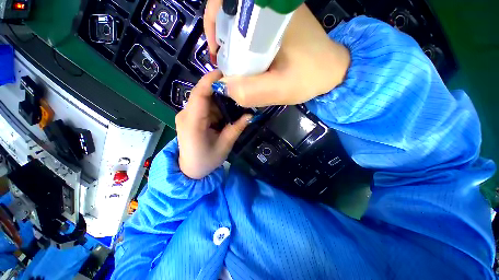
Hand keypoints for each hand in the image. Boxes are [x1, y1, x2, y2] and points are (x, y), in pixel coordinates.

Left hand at [176, 70, 251, 178]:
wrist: (190, 171)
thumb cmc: (206, 161)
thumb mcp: (224, 145)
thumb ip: (236, 128)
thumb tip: (250, 114)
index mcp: (193, 122)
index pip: (199, 94)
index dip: (211, 80)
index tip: (226, 73)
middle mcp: (186, 115)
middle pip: (202, 94)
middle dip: (219, 91)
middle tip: (237, 91)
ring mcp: (186, 115)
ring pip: (204, 100)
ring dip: (219, 101)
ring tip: (234, 104)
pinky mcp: (189, 118)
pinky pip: (203, 107)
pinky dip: (215, 108)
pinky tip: (225, 113)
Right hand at [203, 2, 350, 107]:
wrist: (331, 70)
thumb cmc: (310, 77)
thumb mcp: (281, 90)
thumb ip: (252, 91)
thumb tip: (224, 86)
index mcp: (271, 13)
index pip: (225, 1)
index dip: (212, 23)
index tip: (217, 54)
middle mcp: (271, 6)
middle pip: (231, 12)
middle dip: (223, 39)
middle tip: (229, 66)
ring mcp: (275, 13)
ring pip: (239, 22)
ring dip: (233, 44)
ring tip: (239, 67)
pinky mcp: (277, 24)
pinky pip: (250, 30)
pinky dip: (244, 46)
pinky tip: (250, 62)